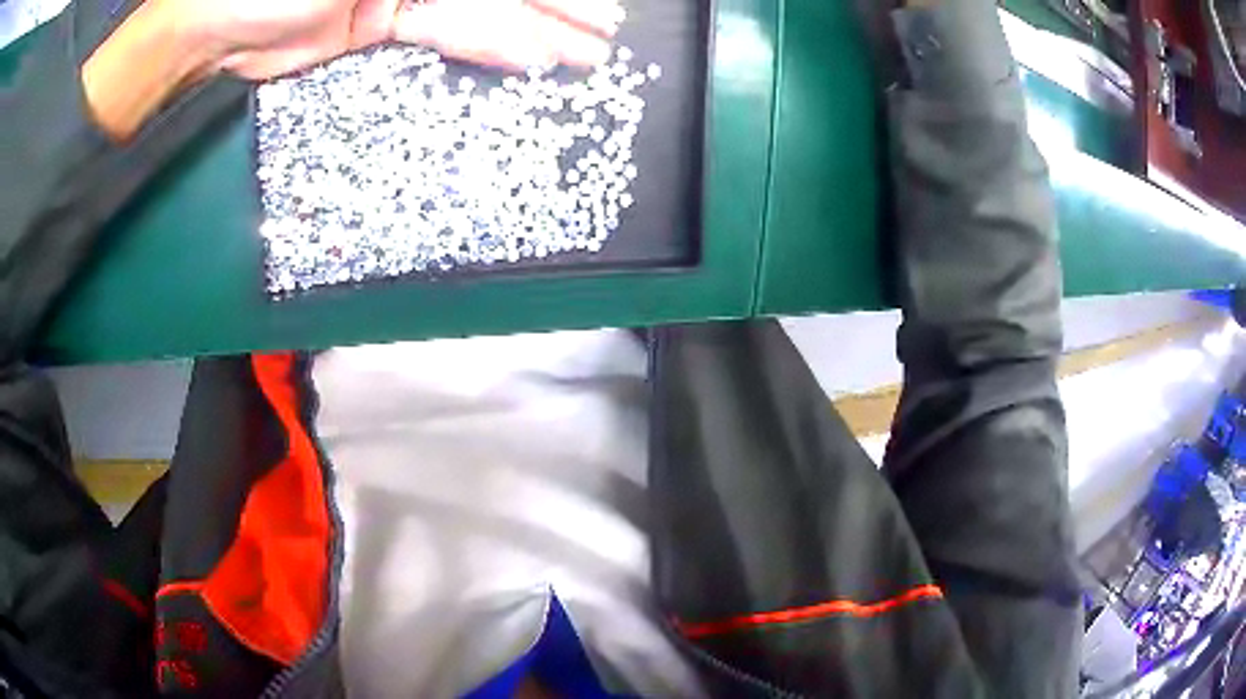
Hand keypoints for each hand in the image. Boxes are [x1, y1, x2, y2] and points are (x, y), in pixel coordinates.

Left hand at [193, 0, 621, 79]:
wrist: (217, 24)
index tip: (597, 1)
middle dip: (557, 3)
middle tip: (608, 29)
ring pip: (484, 6)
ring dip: (535, 29)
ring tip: (584, 54)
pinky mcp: (385, 23)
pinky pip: (447, 32)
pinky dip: (486, 44)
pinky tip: (526, 58)